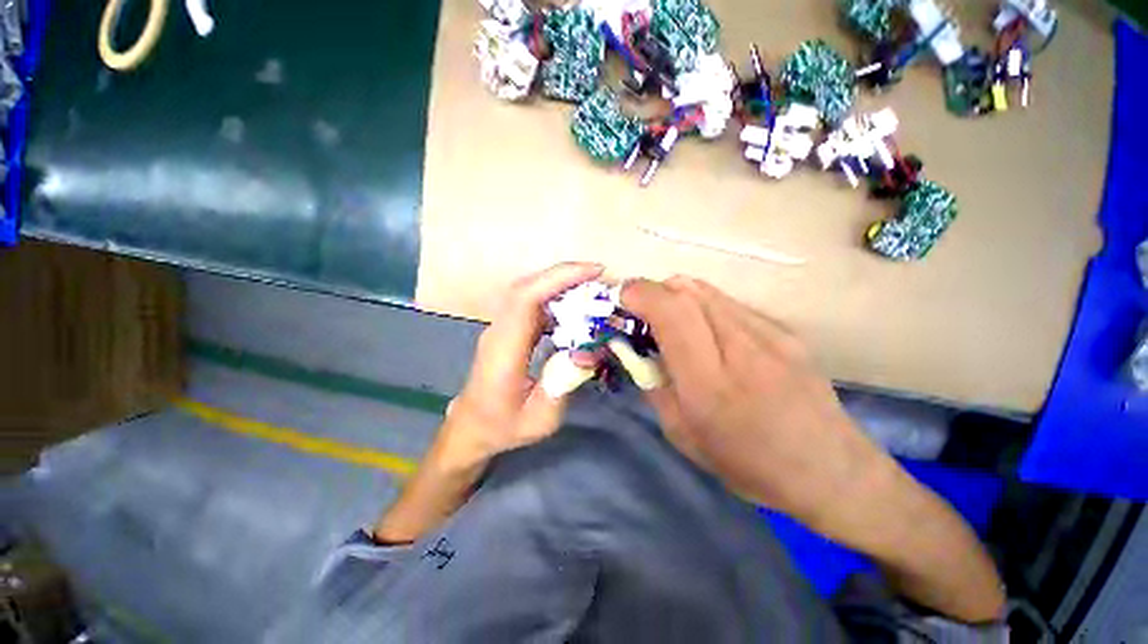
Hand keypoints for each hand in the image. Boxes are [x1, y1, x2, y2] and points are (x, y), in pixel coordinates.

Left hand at [442, 262, 604, 465]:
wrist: (472, 427)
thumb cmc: (503, 426)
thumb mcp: (539, 419)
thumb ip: (563, 385)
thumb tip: (589, 351)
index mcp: (503, 349)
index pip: (525, 298)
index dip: (558, 279)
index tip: (593, 273)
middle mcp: (499, 330)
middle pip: (527, 287)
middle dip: (565, 275)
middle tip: (601, 277)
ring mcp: (502, 327)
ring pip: (530, 291)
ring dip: (562, 285)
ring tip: (593, 290)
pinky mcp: (509, 329)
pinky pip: (533, 304)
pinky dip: (556, 298)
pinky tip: (576, 308)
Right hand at [621, 276, 890, 523]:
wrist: (831, 470)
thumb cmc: (749, 464)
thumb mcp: (683, 435)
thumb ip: (655, 385)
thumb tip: (637, 350)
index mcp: (710, 384)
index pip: (672, 314)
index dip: (641, 295)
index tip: (623, 298)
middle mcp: (742, 348)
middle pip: (688, 291)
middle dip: (654, 291)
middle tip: (640, 310)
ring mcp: (770, 334)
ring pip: (707, 291)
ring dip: (677, 296)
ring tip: (669, 319)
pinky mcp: (786, 330)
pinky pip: (729, 303)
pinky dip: (703, 306)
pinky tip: (706, 332)